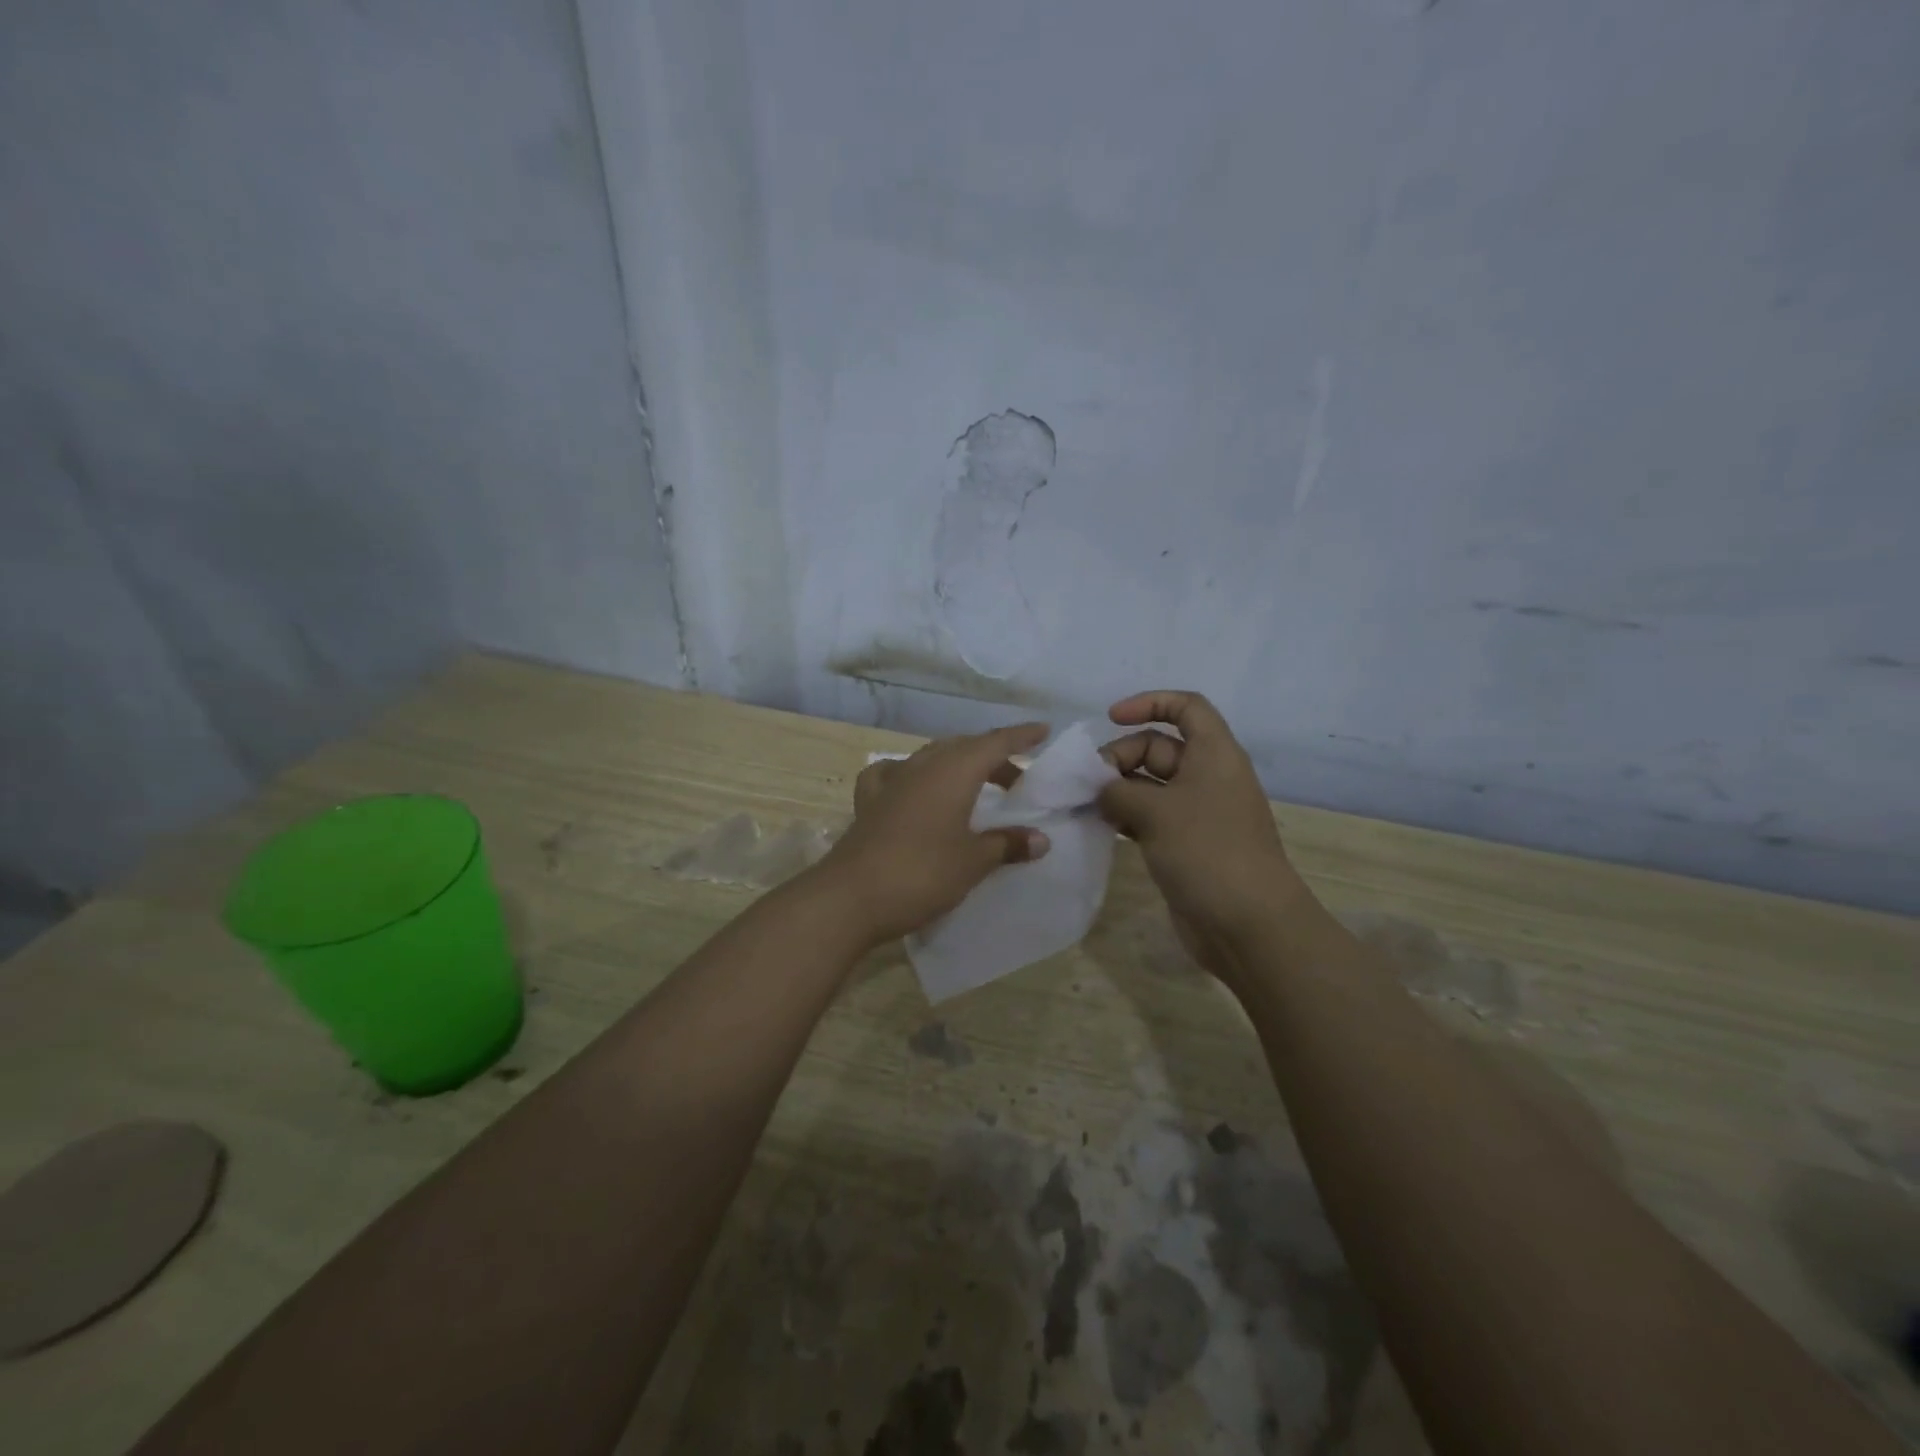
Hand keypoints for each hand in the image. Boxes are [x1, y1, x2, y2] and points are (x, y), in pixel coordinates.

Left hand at [814, 723, 1052, 946]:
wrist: (850, 897)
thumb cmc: (922, 874)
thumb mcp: (973, 862)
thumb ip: (1007, 844)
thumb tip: (1040, 838)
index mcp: (954, 772)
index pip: (995, 742)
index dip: (1021, 736)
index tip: (1043, 730)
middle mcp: (923, 766)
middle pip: (964, 747)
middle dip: (993, 757)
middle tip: (1016, 780)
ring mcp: (892, 781)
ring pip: (932, 757)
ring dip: (958, 765)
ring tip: (975, 786)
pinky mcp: (869, 801)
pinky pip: (895, 773)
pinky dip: (912, 775)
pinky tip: (912, 788)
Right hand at [1098, 691, 1309, 979]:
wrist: (1247, 924)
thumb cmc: (1207, 852)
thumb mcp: (1156, 812)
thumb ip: (1118, 792)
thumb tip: (1101, 792)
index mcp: (1214, 754)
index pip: (1186, 707)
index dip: (1149, 703)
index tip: (1111, 718)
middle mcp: (1207, 777)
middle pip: (1159, 747)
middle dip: (1121, 756)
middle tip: (1090, 783)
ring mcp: (1197, 813)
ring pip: (1150, 785)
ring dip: (1118, 789)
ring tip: (1087, 805)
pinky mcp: (1185, 844)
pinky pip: (1150, 816)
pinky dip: (1126, 816)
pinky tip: (1101, 826)